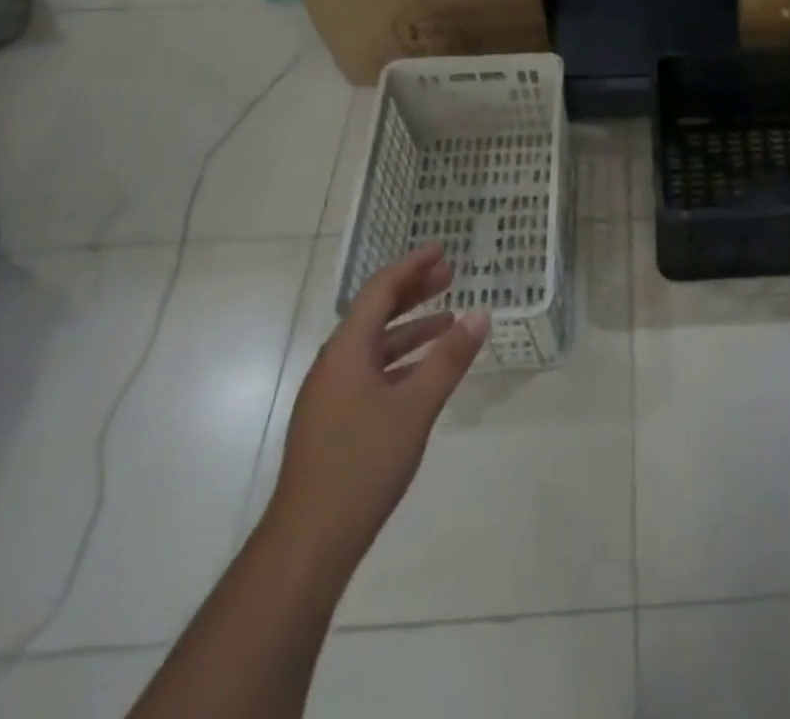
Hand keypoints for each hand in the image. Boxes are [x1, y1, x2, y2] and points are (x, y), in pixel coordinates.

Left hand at [267, 245, 488, 566]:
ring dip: (410, 327)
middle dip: (413, 291)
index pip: (380, 290)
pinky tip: (425, 371)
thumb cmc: (362, 463)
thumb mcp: (416, 406)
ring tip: (449, 319)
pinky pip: (372, 371)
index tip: (441, 249)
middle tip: (450, 274)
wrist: (308, 542)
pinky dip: (401, 359)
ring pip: (374, 344)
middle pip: (375, 313)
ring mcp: (331, 394)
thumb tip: (481, 313)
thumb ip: (450, 358)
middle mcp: (334, 364)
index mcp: (346, 351)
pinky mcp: (335, 421)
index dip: (411, 266)